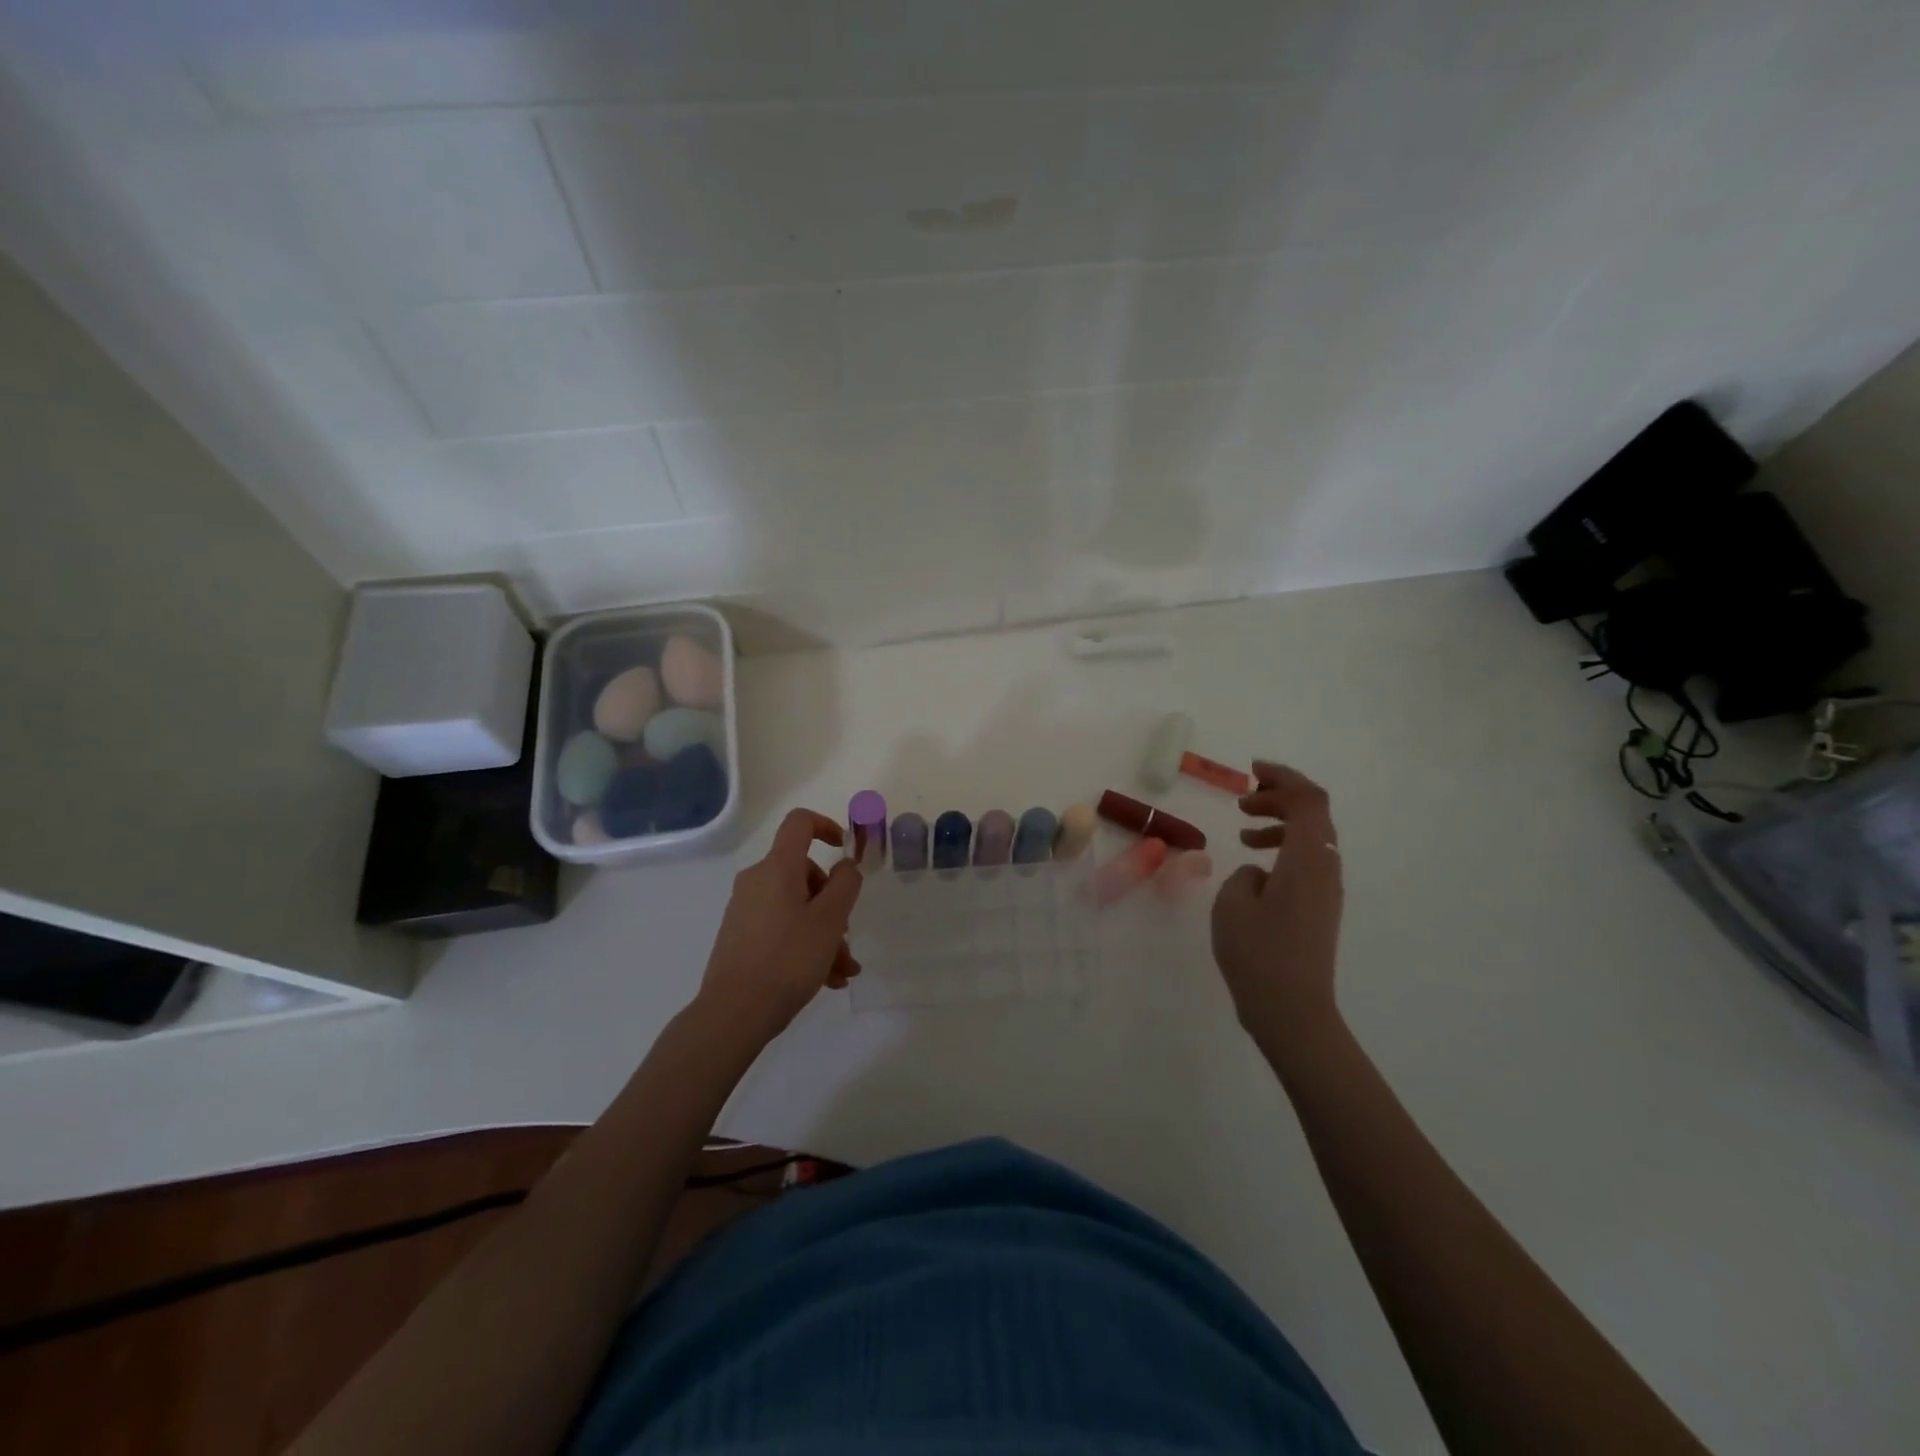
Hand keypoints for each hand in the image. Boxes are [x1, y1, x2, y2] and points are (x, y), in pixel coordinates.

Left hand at [698, 808, 863, 1037]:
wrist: (734, 1012)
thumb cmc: (788, 958)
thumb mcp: (830, 920)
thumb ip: (845, 884)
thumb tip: (844, 865)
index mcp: (777, 867)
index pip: (800, 823)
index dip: (827, 826)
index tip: (846, 851)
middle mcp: (757, 881)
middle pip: (804, 874)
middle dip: (833, 903)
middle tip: (847, 938)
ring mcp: (746, 910)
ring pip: (797, 908)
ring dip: (825, 933)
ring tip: (842, 971)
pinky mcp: (741, 936)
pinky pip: (782, 928)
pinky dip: (805, 944)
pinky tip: (825, 980)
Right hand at [1211, 763, 1344, 1060]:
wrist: (1292, 1010)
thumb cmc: (1258, 953)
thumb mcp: (1233, 903)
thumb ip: (1244, 875)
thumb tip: (1259, 875)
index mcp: (1307, 859)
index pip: (1308, 800)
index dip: (1283, 777)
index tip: (1251, 772)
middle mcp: (1325, 868)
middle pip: (1314, 813)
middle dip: (1280, 797)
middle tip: (1244, 799)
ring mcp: (1326, 890)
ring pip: (1311, 837)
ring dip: (1280, 822)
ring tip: (1244, 827)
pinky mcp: (1320, 908)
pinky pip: (1307, 859)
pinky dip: (1283, 847)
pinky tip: (1254, 862)